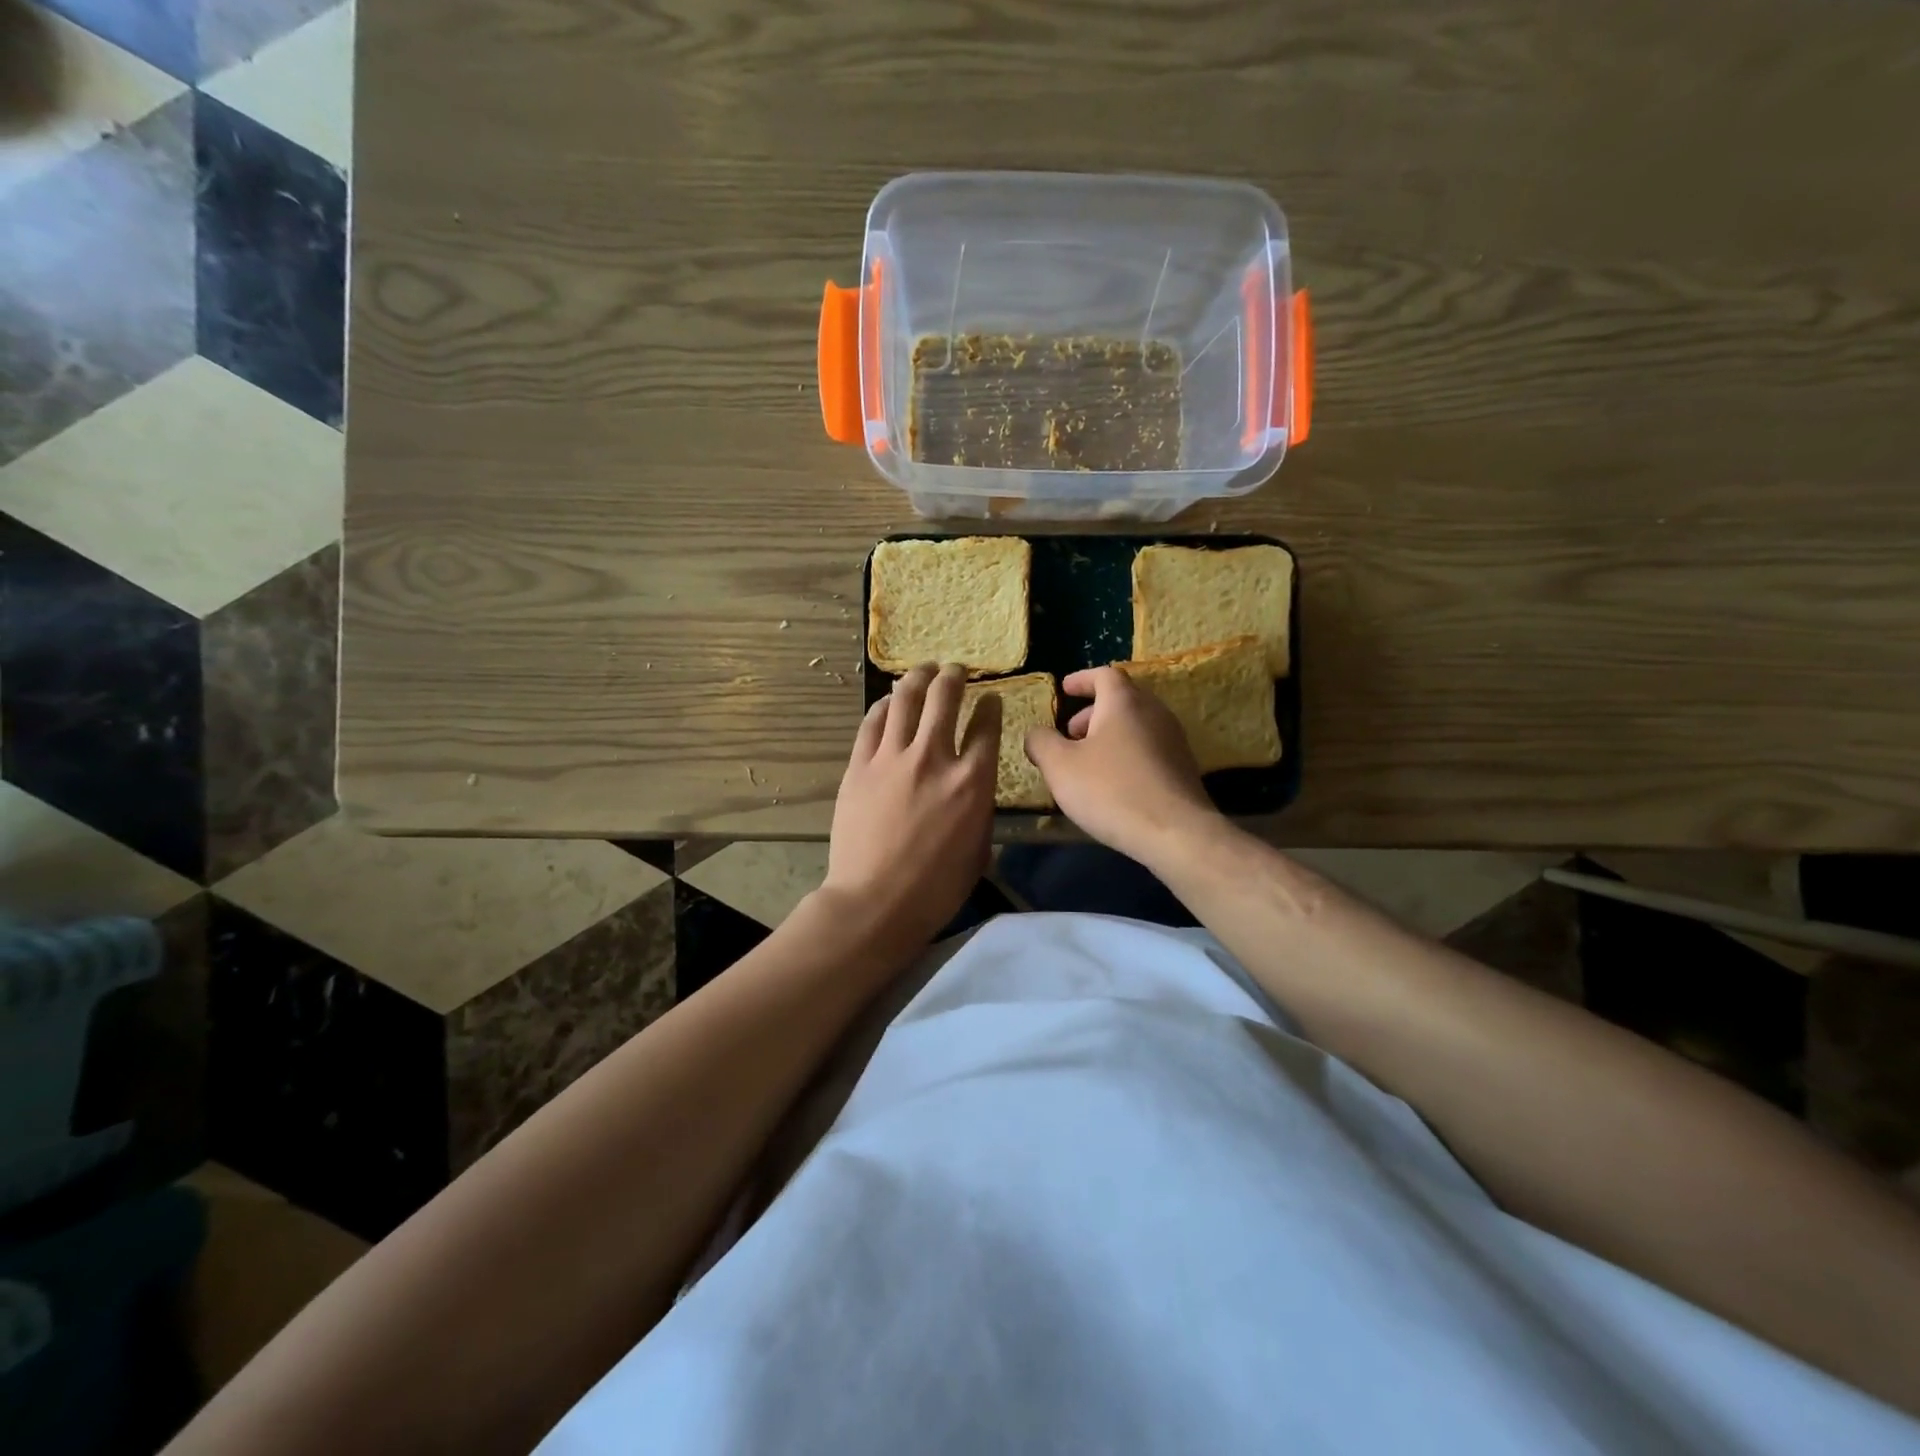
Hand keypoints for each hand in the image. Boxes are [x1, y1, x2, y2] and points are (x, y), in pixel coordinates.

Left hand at [822, 663, 999, 954]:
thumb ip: (979, 808)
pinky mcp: (860, 766)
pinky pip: (872, 723)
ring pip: (906, 700)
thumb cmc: (935, 888)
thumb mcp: (978, 849)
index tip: (991, 699)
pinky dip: (884, 706)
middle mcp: (934, 758)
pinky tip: (889, 701)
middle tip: (955, 670)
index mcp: (972, 781)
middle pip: (945, 698)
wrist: (875, 902)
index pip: (987, 726)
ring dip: (918, 678)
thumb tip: (972, 789)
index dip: (991, 706)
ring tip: (923, 670)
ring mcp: (892, 759)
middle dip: (954, 677)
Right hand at [1024, 666, 1219, 865]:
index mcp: (1124, 702)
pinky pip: (1149, 749)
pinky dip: (1126, 754)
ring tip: (1087, 762)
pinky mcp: (1183, 768)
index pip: (1104, 674)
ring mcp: (1174, 740)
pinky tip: (1113, 784)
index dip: (1082, 680)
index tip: (1064, 689)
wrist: (1175, 832)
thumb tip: (1036, 734)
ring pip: (1136, 725)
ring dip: (1109, 735)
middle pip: (1122, 699)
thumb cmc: (1111, 790)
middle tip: (1069, 734)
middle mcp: (1154, 712)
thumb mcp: (1060, 766)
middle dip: (1092, 712)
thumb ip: (1041, 742)